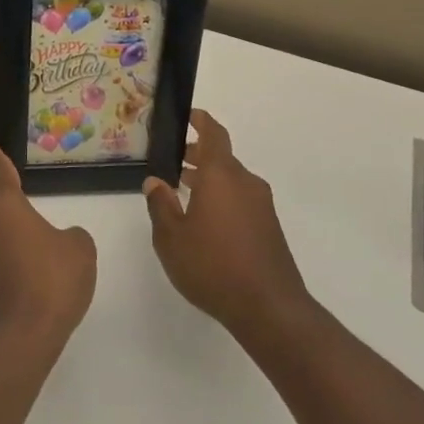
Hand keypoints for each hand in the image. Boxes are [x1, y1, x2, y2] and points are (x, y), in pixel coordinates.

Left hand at [0, 142, 96, 347]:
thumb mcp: (79, 249)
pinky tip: (33, 275)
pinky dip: (12, 261)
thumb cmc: (51, 280)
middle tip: (24, 197)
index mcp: (1, 206)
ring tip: (38, 243)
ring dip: (11, 235)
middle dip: (8, 203)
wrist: (20, 340)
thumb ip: (71, 236)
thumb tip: (59, 240)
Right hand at [143, 111, 309, 339]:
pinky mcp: (269, 228)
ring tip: (183, 192)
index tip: (188, 115)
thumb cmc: (213, 266)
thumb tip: (154, 182)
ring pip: (231, 181)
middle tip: (172, 161)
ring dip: (209, 180)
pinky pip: (241, 200)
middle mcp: (245, 183)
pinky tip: (205, 222)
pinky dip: (222, 198)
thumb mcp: (171, 238)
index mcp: (221, 176)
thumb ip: (161, 205)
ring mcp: (262, 206)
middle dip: (197, 156)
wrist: (269, 308)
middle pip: (221, 158)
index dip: (201, 121)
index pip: (214, 134)